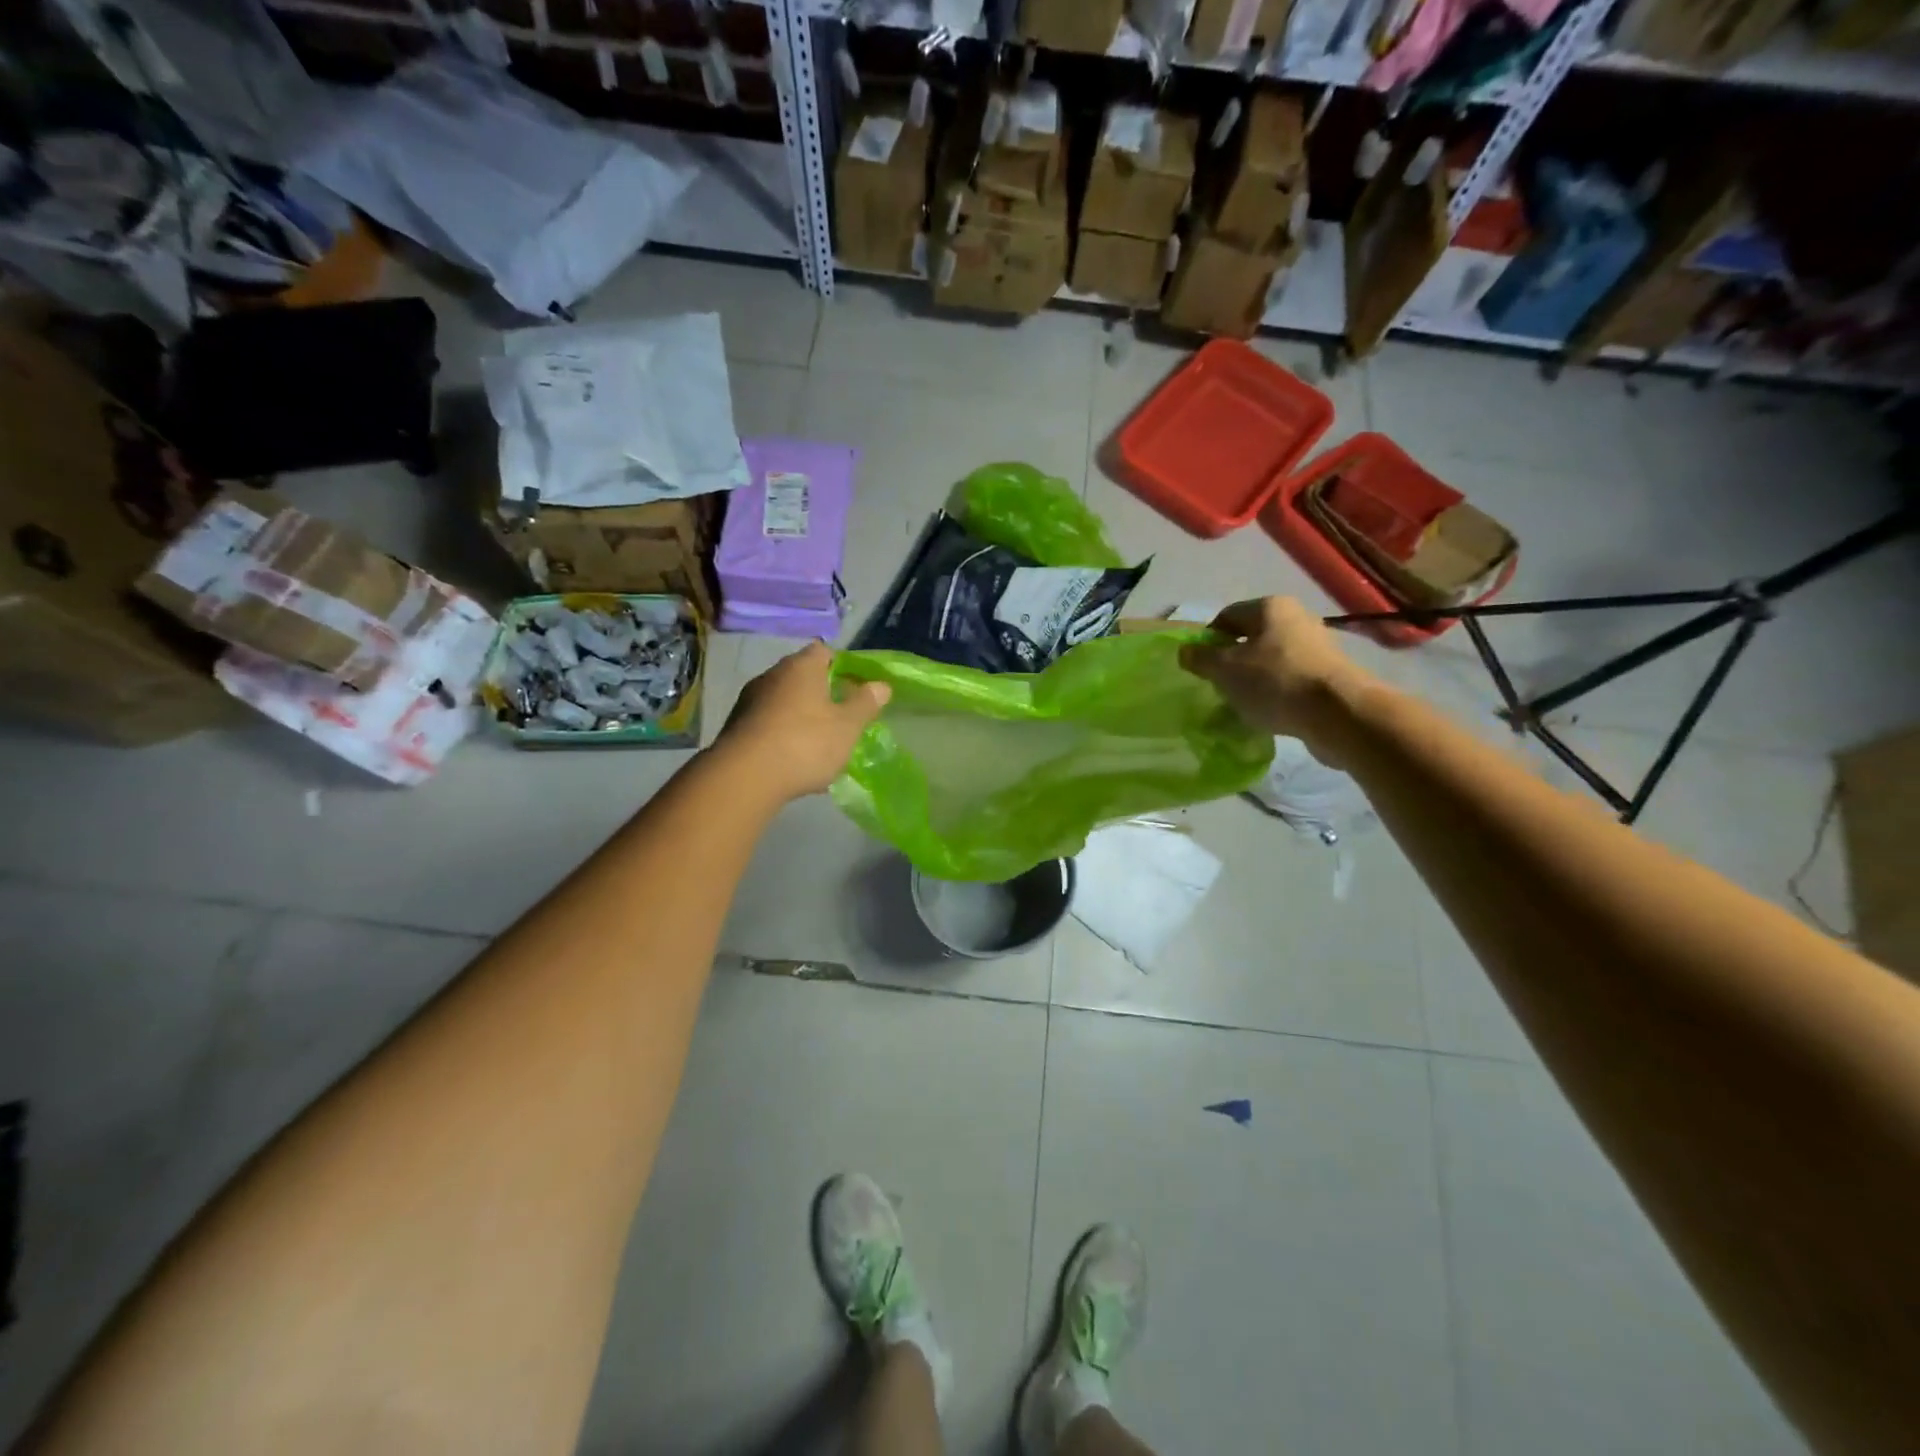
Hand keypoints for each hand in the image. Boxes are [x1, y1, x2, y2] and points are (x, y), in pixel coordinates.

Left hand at [715, 641, 890, 801]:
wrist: (744, 778)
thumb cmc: (805, 743)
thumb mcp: (847, 726)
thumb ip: (865, 704)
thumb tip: (881, 685)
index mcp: (801, 667)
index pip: (824, 651)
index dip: (843, 666)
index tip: (857, 687)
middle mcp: (772, 675)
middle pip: (803, 677)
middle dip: (822, 694)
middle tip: (842, 717)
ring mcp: (749, 701)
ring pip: (784, 703)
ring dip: (802, 717)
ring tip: (820, 744)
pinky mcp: (736, 728)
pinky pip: (769, 725)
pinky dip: (783, 737)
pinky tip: (795, 762)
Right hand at [1178, 598, 1370, 746]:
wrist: (1338, 713)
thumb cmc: (1274, 681)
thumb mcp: (1225, 669)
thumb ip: (1201, 658)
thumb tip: (1185, 651)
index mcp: (1270, 607)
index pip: (1227, 616)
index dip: (1207, 641)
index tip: (1199, 667)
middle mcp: (1296, 618)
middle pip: (1250, 639)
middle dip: (1230, 663)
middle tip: (1217, 687)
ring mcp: (1316, 647)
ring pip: (1270, 661)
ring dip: (1252, 681)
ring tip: (1240, 705)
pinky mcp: (1328, 676)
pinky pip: (1289, 681)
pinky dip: (1274, 695)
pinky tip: (1266, 715)